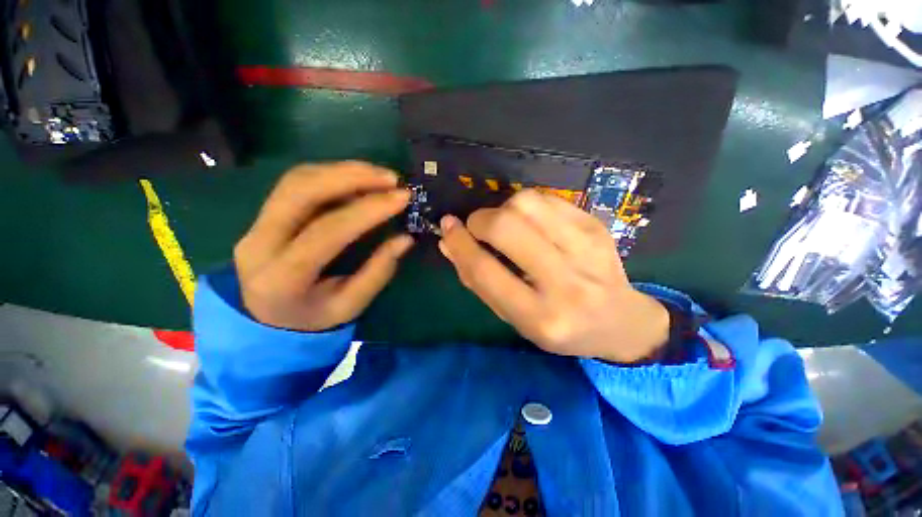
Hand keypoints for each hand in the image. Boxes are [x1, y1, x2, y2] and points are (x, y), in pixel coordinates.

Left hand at [233, 162, 412, 331]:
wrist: (269, 320)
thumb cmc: (314, 317)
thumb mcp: (351, 304)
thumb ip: (378, 271)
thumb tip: (406, 238)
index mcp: (282, 278)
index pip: (326, 232)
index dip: (367, 210)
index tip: (402, 198)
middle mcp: (259, 244)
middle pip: (300, 192)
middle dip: (351, 177)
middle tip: (392, 178)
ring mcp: (255, 224)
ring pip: (296, 180)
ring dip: (343, 171)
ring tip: (380, 175)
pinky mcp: (263, 214)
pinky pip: (296, 183)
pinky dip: (332, 174)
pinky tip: (358, 179)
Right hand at [438, 190, 669, 363]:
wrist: (619, 321)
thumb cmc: (558, 326)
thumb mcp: (513, 317)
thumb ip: (479, 281)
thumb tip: (449, 242)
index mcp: (538, 316)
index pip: (485, 271)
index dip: (460, 244)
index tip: (448, 227)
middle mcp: (564, 283)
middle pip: (505, 227)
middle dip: (480, 220)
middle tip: (478, 227)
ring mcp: (586, 249)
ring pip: (526, 203)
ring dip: (503, 209)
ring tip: (507, 226)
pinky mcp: (596, 227)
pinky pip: (547, 198)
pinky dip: (527, 205)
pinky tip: (531, 222)